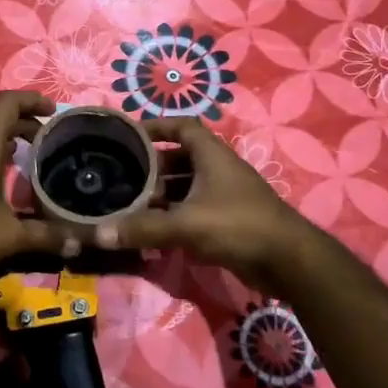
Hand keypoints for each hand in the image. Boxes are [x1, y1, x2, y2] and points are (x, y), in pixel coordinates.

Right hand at [94, 118, 316, 290]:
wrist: (288, 261)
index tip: (129, 136)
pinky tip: (153, 231)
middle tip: (122, 177)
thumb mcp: (186, 224)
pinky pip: (194, 210)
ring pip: (186, 187)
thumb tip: (98, 234)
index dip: (156, 126)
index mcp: (212, 154)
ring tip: (131, 205)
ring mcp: (225, 195)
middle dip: (152, 167)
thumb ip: (143, 228)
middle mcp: (218, 169)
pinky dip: (174, 216)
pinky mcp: (228, 220)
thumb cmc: (238, 225)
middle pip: (180, 158)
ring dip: (161, 194)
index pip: (182, 126)